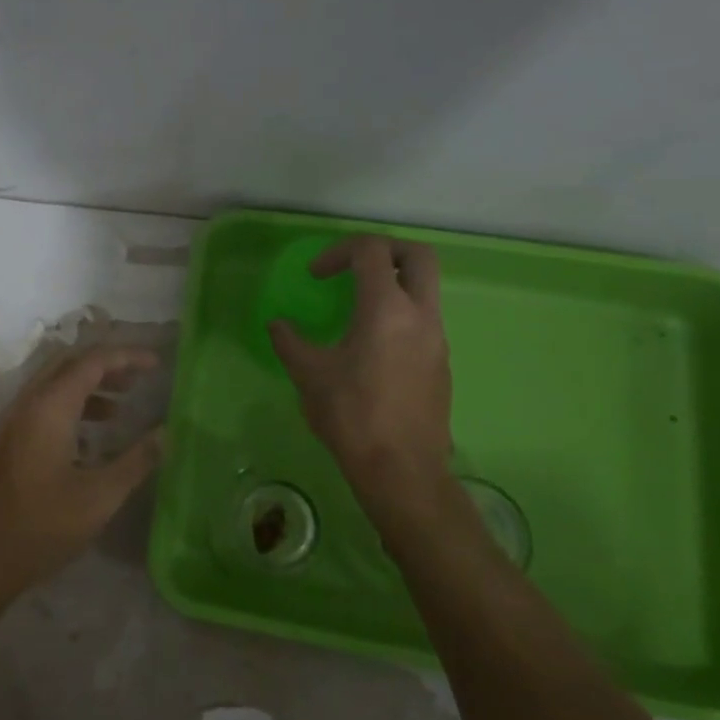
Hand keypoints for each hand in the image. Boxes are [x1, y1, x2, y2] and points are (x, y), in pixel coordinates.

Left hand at [0, 345, 163, 606]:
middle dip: (105, 366)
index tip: (156, 365)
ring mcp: (11, 423)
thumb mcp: (99, 496)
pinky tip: (91, 439)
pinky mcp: (6, 443)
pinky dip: (70, 407)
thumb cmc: (42, 526)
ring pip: (53, 385)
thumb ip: (136, 460)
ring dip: (87, 387)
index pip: (92, 361)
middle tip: (138, 380)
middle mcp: (26, 404)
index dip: (127, 357)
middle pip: (68, 364)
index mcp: (49, 407)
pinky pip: (41, 407)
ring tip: (120, 407)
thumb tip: (166, 433)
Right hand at [268, 235, 454, 533]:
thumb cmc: (351, 416)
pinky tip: (371, 346)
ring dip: (392, 284)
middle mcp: (421, 315)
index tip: (315, 276)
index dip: (338, 252)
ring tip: (356, 310)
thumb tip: (278, 324)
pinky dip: (399, 314)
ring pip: (425, 288)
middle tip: (352, 268)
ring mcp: (437, 339)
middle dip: (383, 251)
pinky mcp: (441, 362)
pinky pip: (424, 319)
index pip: (371, 251)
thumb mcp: (309, 375)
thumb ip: (290, 342)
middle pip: (418, 256)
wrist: (401, 469)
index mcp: (386, 309)